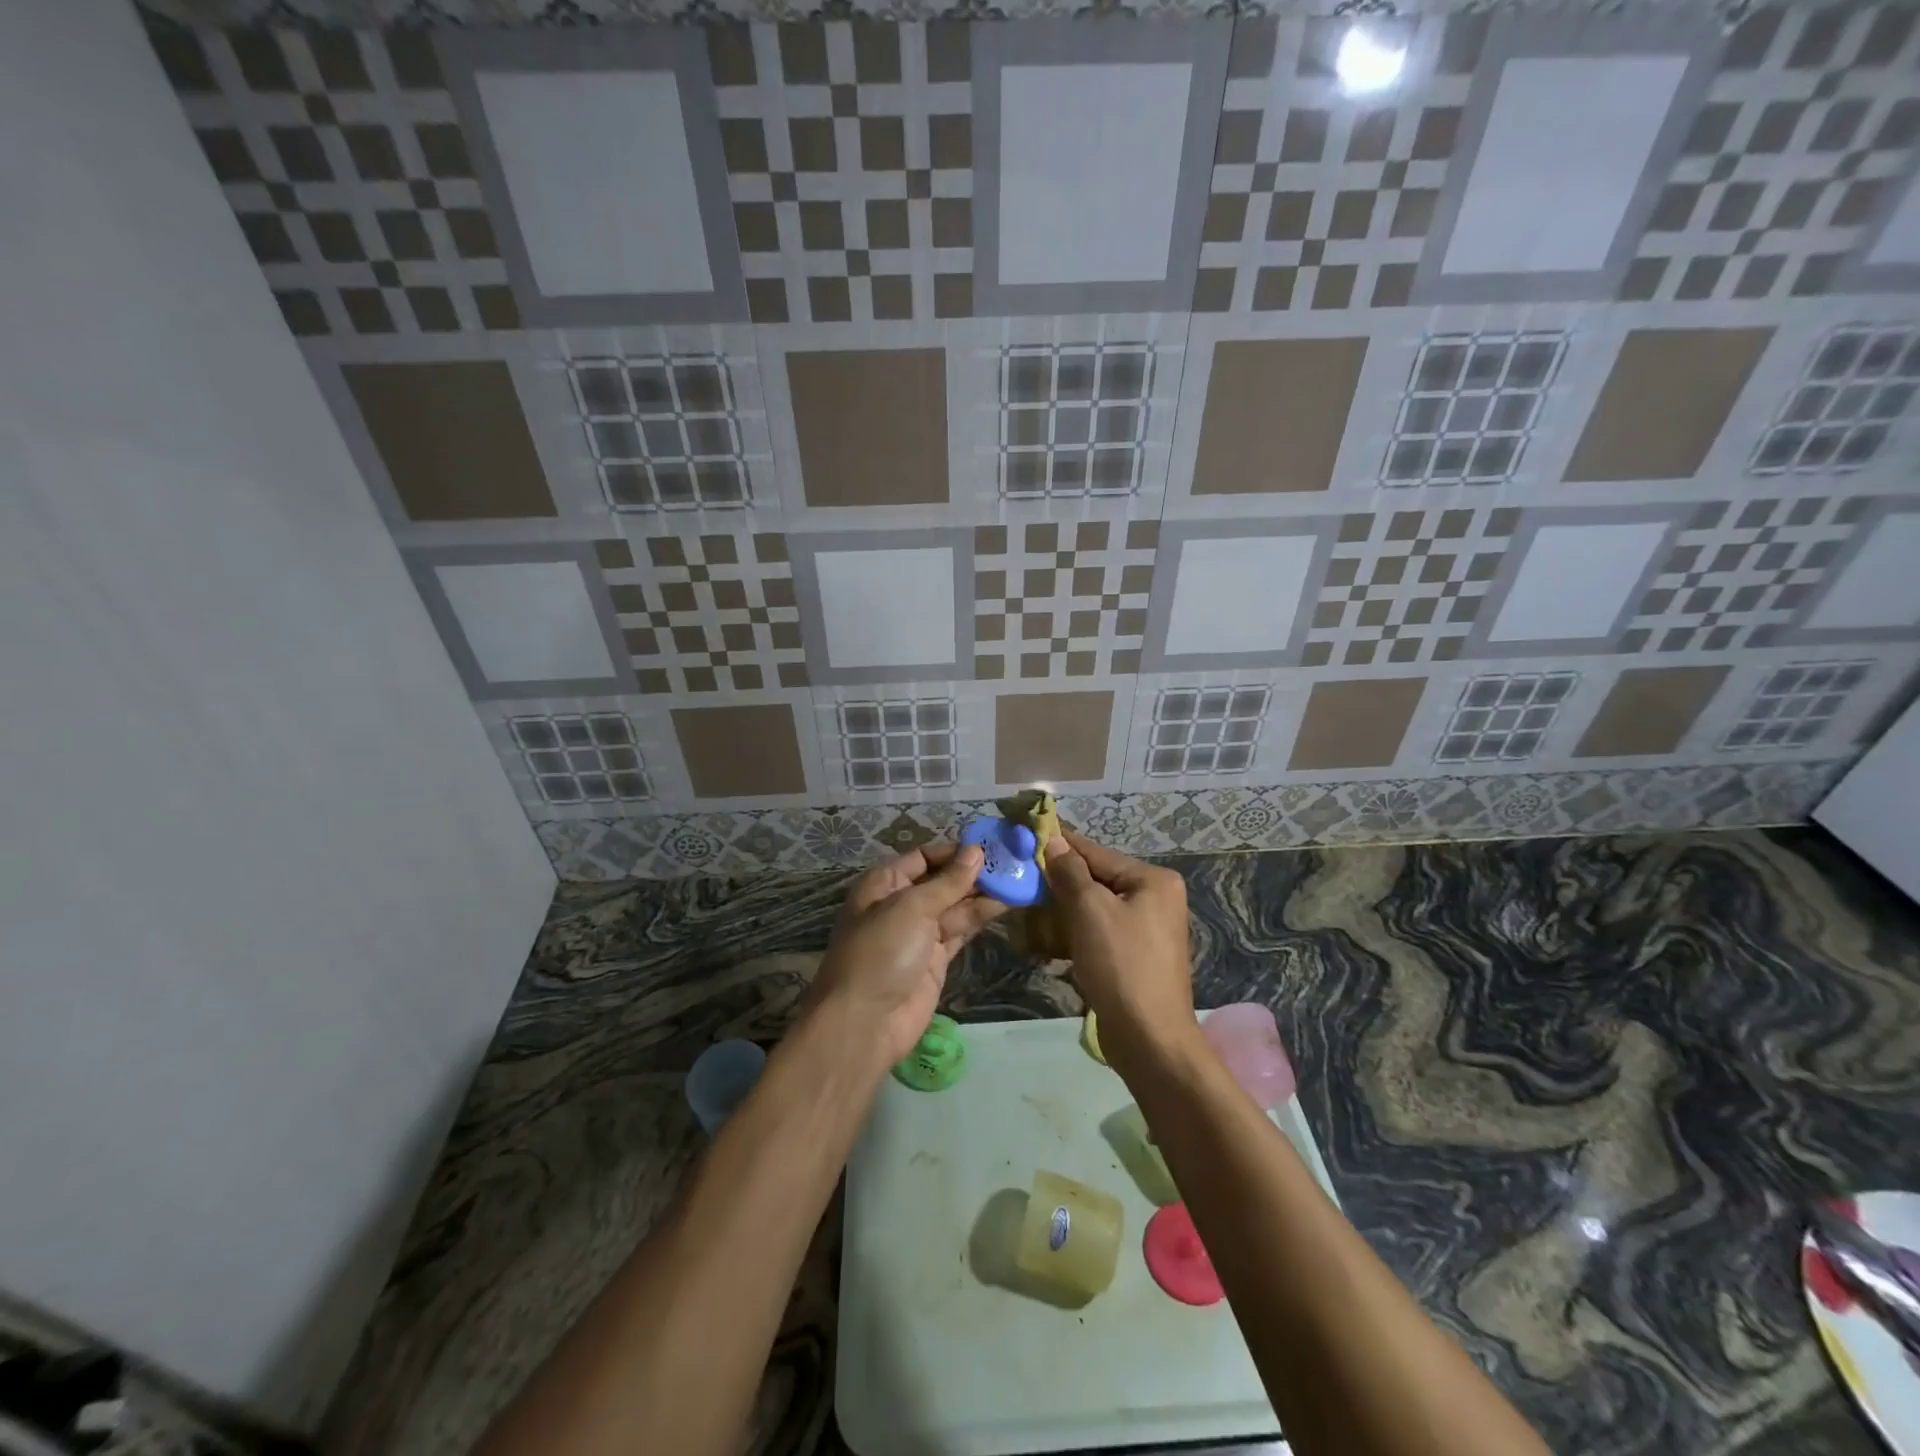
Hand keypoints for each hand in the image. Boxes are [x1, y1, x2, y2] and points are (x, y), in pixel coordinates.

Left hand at [807, 843, 1005, 1064]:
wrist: (865, 1023)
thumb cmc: (881, 952)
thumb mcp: (912, 908)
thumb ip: (948, 882)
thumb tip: (976, 852)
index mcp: (884, 884)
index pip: (923, 857)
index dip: (954, 851)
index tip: (989, 846)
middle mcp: (901, 904)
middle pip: (941, 880)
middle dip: (973, 872)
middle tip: (1013, 861)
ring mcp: (919, 933)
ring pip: (955, 906)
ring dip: (983, 894)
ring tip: (1018, 879)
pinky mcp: (935, 959)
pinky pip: (960, 930)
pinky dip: (980, 917)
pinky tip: (1006, 904)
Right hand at [1043, 831, 1196, 1074]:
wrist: (1149, 1039)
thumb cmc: (1121, 965)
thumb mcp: (1090, 911)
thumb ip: (1070, 872)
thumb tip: (1053, 841)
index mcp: (1153, 881)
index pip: (1097, 853)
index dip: (1061, 846)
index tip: (1027, 834)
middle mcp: (1155, 899)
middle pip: (1097, 880)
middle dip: (1059, 882)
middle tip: (1020, 876)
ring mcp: (1147, 930)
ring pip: (1095, 908)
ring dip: (1062, 910)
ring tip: (1027, 907)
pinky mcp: (1135, 957)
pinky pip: (1099, 933)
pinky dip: (1074, 933)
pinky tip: (1046, 939)